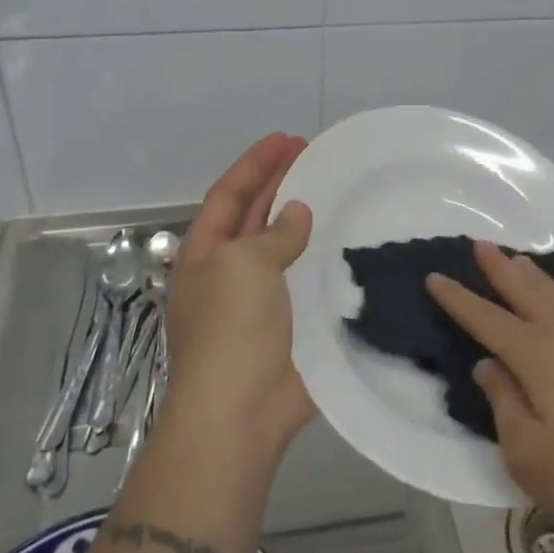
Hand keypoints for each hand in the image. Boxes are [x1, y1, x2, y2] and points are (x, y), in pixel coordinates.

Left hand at [162, 133, 315, 462]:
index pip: (229, 194)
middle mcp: (229, 272)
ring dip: (304, 220)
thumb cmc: (231, 329)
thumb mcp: (244, 265)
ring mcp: (259, 300)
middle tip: (314, 154)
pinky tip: (347, 244)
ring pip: (283, 247)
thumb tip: (297, 215)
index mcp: (205, 253)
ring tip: (334, 190)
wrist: (240, 414)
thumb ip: (274, 234)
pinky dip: (323, 260)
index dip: (255, 164)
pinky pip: (307, 281)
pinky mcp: (289, 325)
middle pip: (255, 215)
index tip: (287, 139)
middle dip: (280, 183)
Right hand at [427, 241, 553, 546]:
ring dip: (531, 275)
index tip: (435, 276)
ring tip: (517, 259)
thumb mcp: (528, 453)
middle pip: (525, 292)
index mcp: (536, 356)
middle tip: (480, 243)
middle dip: (499, 268)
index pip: (487, 319)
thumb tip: (488, 366)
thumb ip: (503, 404)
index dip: (458, 299)